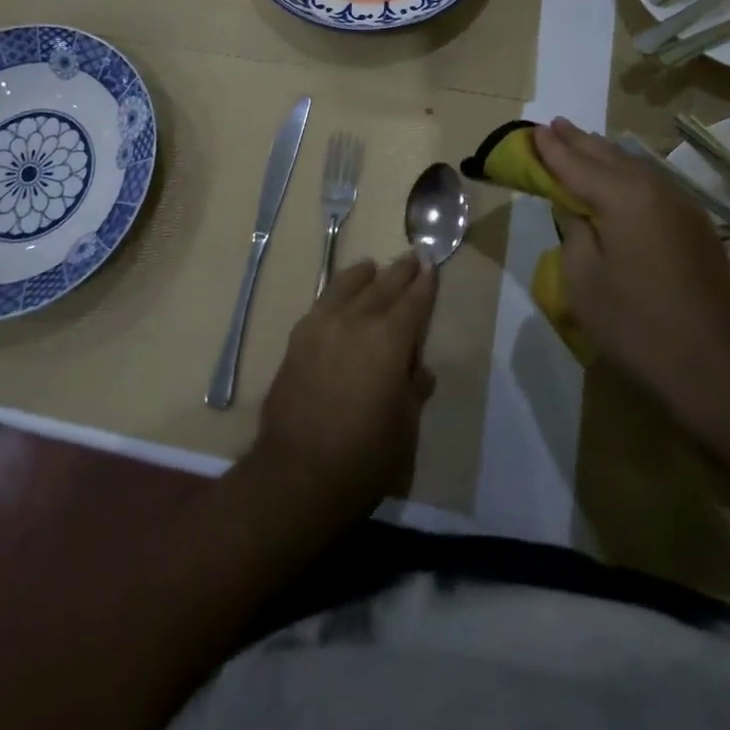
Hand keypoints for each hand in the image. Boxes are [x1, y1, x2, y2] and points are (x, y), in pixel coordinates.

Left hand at [254, 254, 437, 525]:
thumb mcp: (405, 428)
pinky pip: (321, 304)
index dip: (425, 284)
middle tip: (412, 256)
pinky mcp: (297, 340)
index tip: (432, 266)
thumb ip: (413, 390)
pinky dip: (335, 293)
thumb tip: (418, 370)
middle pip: (382, 286)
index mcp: (390, 340)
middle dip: (400, 272)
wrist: (297, 473)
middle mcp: (356, 321)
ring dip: (364, 275)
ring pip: (346, 287)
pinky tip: (338, 295)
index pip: (414, 302)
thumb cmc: (364, 457)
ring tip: (372, 267)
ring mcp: (322, 326)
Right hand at [533, 117, 729, 407]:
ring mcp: (680, 206)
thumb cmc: (640, 326)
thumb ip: (574, 232)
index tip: (531, 131)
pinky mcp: (694, 227)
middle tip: (552, 126)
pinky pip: (650, 184)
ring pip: (633, 166)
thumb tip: (578, 210)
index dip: (550, 149)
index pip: (576, 163)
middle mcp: (654, 188)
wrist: (723, 369)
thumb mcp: (585, 280)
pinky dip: (625, 173)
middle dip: (577, 142)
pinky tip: (618, 177)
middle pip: (607, 155)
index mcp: (623, 196)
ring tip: (580, 142)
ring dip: (603, 154)